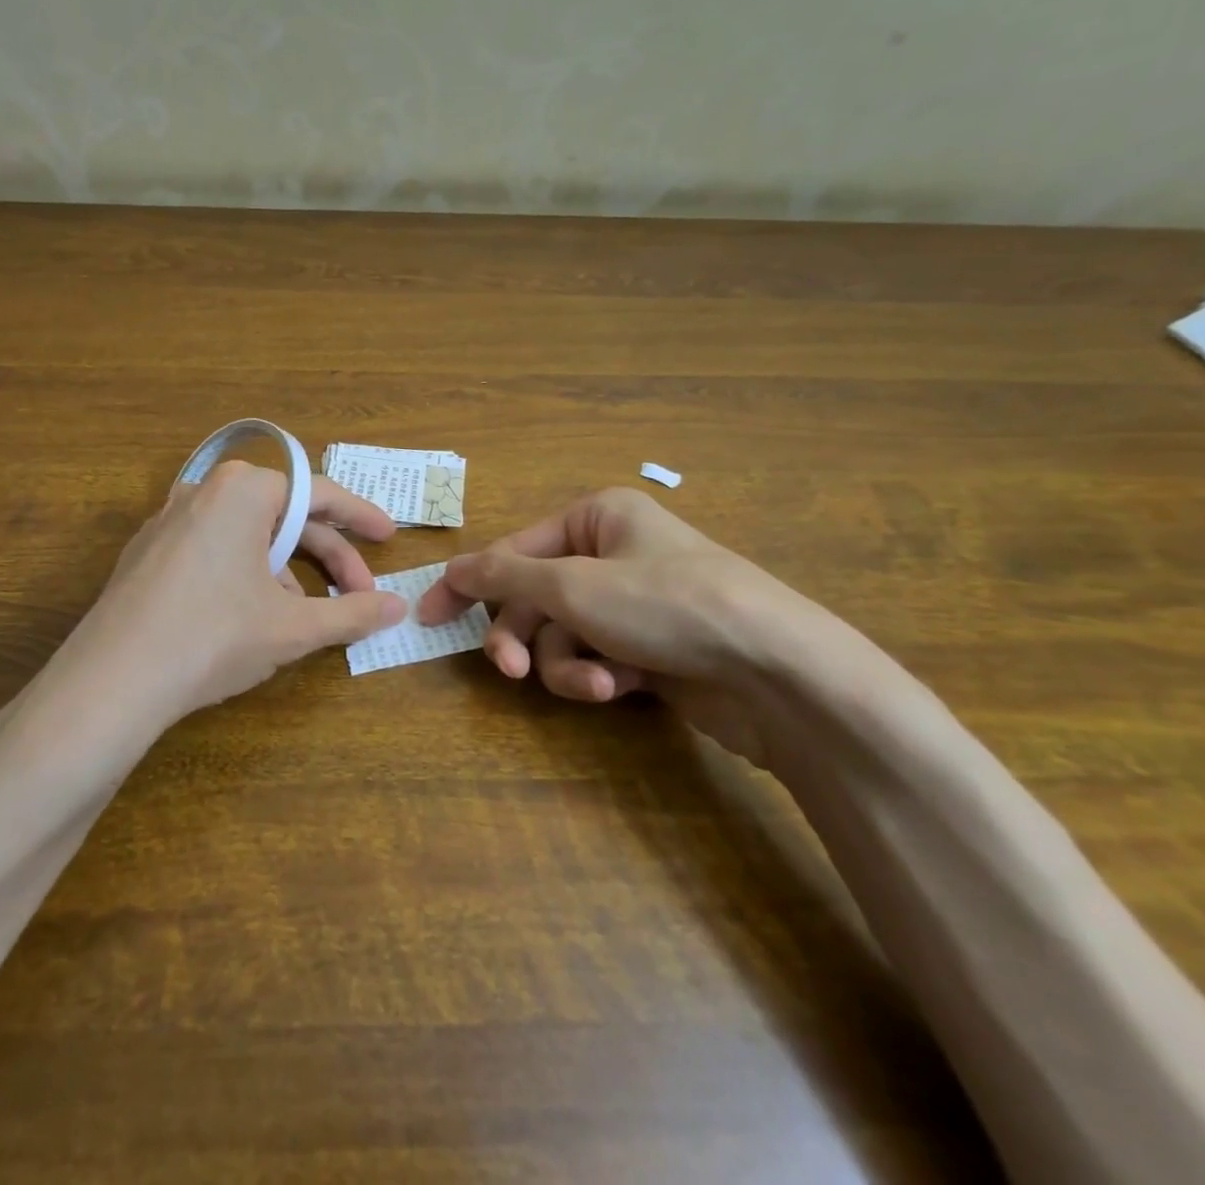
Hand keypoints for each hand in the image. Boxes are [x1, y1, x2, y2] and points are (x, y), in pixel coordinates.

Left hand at [61, 460, 407, 720]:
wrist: (112, 682)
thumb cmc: (215, 636)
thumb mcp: (294, 627)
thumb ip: (352, 613)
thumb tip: (398, 607)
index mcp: (244, 490)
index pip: (319, 495)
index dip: (361, 517)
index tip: (389, 537)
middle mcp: (204, 491)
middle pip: (283, 518)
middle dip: (327, 558)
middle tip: (358, 594)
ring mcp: (169, 521)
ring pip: (248, 538)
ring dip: (287, 574)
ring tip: (302, 620)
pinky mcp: (147, 553)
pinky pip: (213, 552)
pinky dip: (245, 577)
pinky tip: (251, 619)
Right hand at [419, 488, 801, 763]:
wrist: (776, 671)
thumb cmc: (666, 605)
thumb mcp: (573, 585)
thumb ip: (504, 577)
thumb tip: (451, 569)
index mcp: (597, 517)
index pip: (512, 550)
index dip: (468, 584)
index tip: (428, 617)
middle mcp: (613, 553)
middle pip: (536, 597)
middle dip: (525, 636)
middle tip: (510, 670)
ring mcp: (633, 603)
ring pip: (563, 635)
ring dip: (566, 663)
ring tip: (592, 682)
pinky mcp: (650, 648)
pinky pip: (596, 658)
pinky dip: (597, 675)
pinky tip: (617, 688)